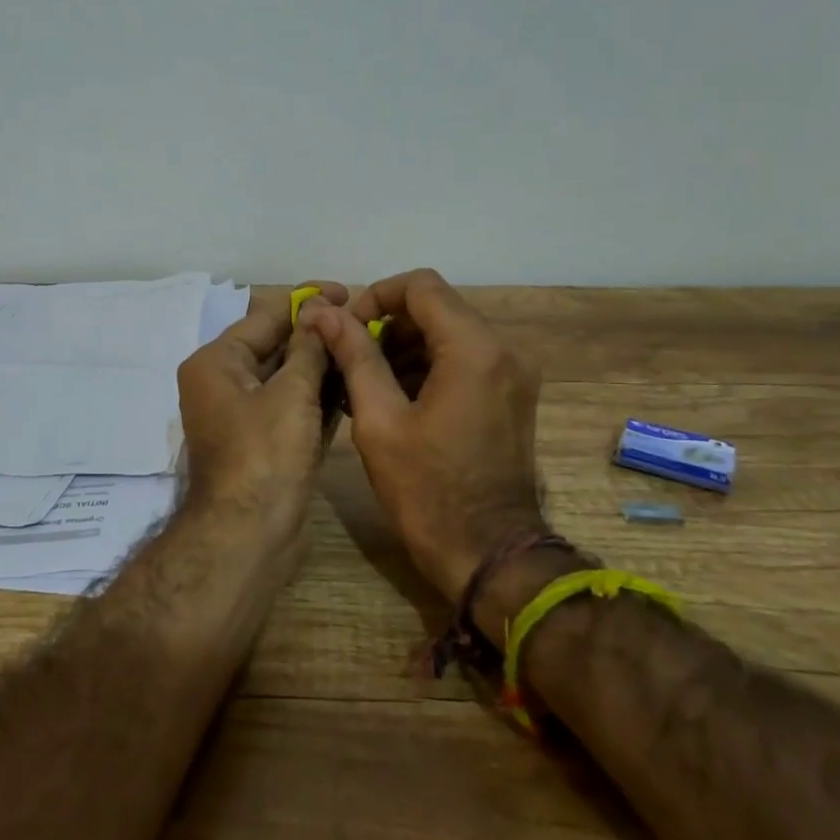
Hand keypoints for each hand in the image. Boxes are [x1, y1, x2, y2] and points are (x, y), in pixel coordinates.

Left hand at [177, 282, 347, 536]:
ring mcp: (245, 416)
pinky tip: (354, 383)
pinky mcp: (265, 442)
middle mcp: (225, 384)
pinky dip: (319, 396)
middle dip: (317, 334)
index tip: (348, 292)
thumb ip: (308, 348)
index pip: (264, 316)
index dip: (306, 301)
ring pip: (288, 378)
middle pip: (276, 346)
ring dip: (322, 365)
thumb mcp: (290, 392)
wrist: (250, 535)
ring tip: (367, 348)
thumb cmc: (266, 454)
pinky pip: (293, 407)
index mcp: (217, 363)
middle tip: (364, 323)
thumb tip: (318, 310)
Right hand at [300, 269, 545, 601]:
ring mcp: (514, 374)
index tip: (347, 328)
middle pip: (438, 308)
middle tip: (349, 359)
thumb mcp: (379, 421)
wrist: (490, 553)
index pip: (421, 286)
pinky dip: (428, 367)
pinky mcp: (512, 396)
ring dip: (406, 348)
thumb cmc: (427, 491)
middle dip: (388, 325)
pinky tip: (395, 398)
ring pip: (451, 334)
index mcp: (474, 349)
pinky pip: (466, 361)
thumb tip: (324, 312)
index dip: (376, 296)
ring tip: (365, 383)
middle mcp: (504, 350)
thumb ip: (354, 356)